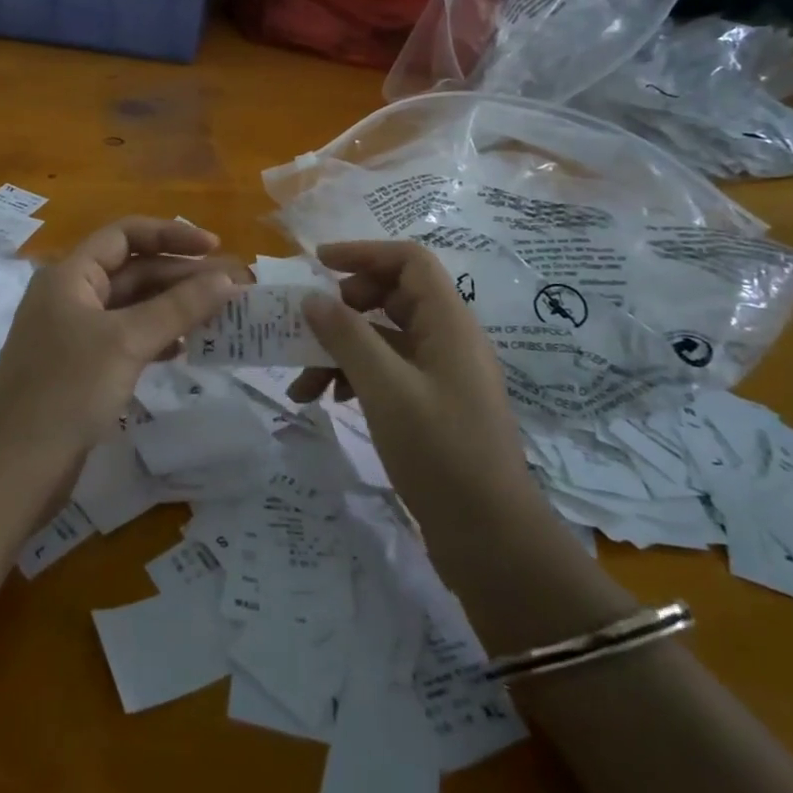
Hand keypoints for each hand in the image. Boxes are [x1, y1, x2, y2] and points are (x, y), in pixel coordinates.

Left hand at [0, 218, 241, 463]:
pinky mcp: (82, 368)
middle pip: (133, 270)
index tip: (214, 248)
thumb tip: (229, 280)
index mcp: (70, 275)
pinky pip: (127, 338)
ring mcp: (75, 334)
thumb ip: (179, 307)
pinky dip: (157, 337)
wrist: (15, 467)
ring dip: (174, 306)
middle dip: (181, 275)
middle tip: (232, 287)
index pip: (125, 234)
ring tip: (219, 314)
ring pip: (133, 306)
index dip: (171, 234)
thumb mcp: (127, 341)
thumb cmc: (67, 389)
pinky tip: (185, 348)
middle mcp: (71, 296)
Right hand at [296, 240, 544, 558]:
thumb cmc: (441, 453)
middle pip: (392, 295)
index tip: (317, 263)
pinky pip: (386, 371)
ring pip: (383, 338)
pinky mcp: (430, 404)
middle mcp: (447, 339)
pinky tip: (326, 401)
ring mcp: (440, 373)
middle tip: (312, 326)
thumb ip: (347, 336)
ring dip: (340, 350)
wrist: (491, 539)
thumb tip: (312, 298)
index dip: (363, 253)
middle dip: (344, 307)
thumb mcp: (386, 389)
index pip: (409, 261)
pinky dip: (353, 377)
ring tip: (302, 384)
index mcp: (449, 323)